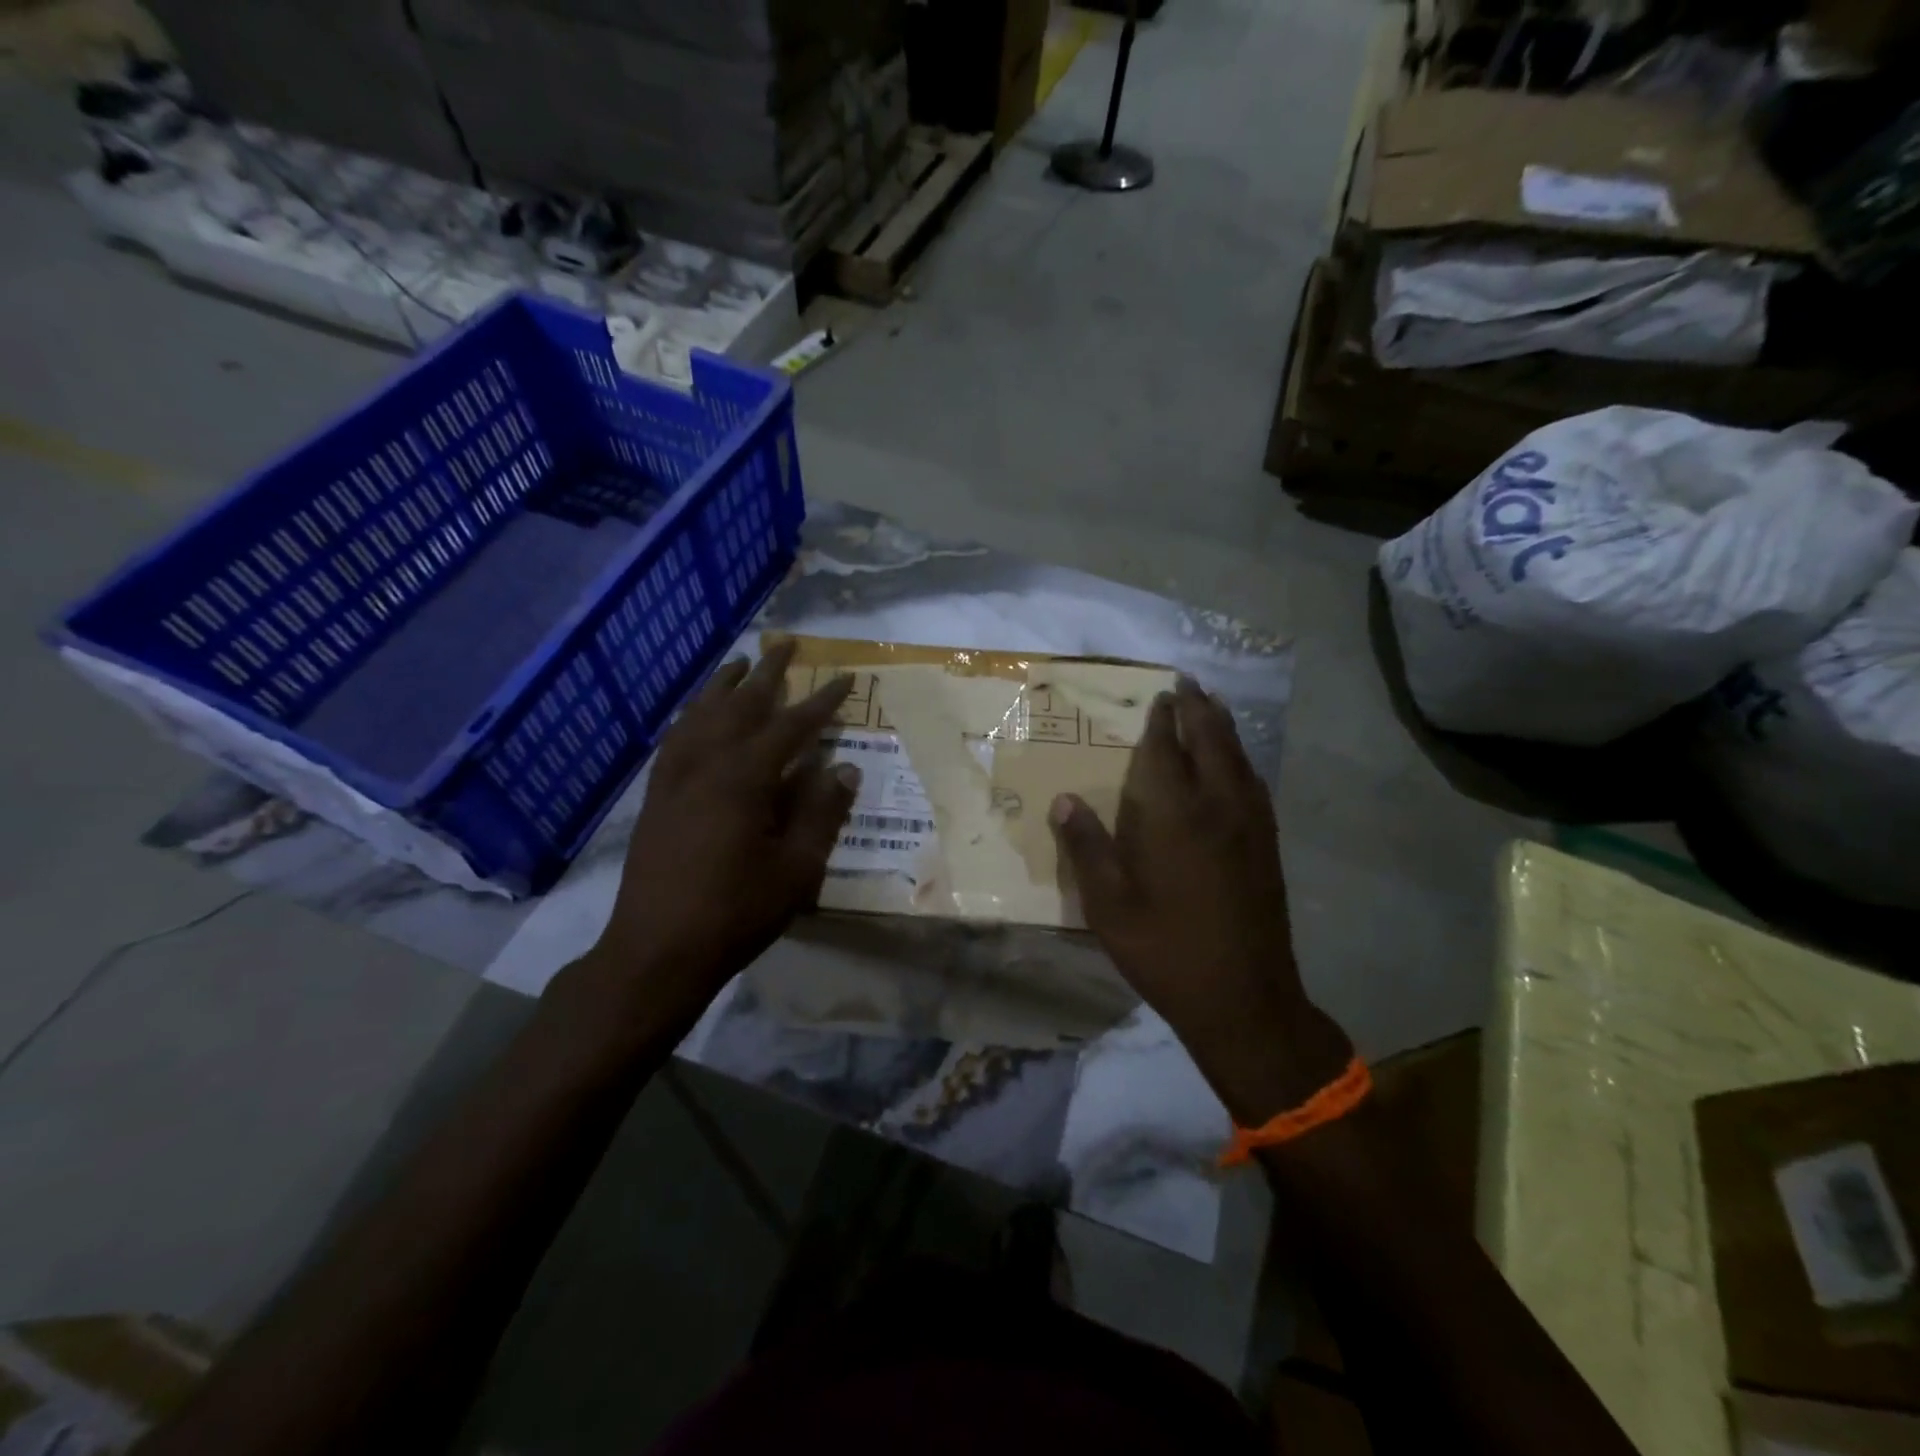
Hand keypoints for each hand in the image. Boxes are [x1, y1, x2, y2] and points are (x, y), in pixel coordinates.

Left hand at [565, 640, 856, 1034]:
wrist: (656, 951)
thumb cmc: (735, 912)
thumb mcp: (796, 869)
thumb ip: (821, 814)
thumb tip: (844, 769)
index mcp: (744, 779)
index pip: (791, 727)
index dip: (821, 702)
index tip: (844, 678)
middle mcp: (705, 765)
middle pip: (739, 706)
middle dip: (767, 674)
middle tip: (785, 643)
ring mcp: (674, 779)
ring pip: (700, 716)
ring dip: (722, 686)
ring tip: (739, 663)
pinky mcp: (655, 797)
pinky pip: (674, 740)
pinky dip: (690, 717)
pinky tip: (696, 715)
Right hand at [1049, 677, 1350, 1121]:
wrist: (1244, 999)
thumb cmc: (1166, 951)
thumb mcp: (1110, 907)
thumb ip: (1087, 849)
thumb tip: (1064, 801)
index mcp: (1175, 817)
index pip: (1166, 751)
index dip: (1162, 721)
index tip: (1159, 695)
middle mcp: (1219, 807)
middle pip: (1212, 741)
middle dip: (1198, 708)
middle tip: (1186, 683)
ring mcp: (1251, 825)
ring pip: (1239, 758)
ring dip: (1223, 727)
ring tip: (1210, 707)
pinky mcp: (1267, 845)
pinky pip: (1254, 783)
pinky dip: (1240, 758)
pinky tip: (1235, 764)